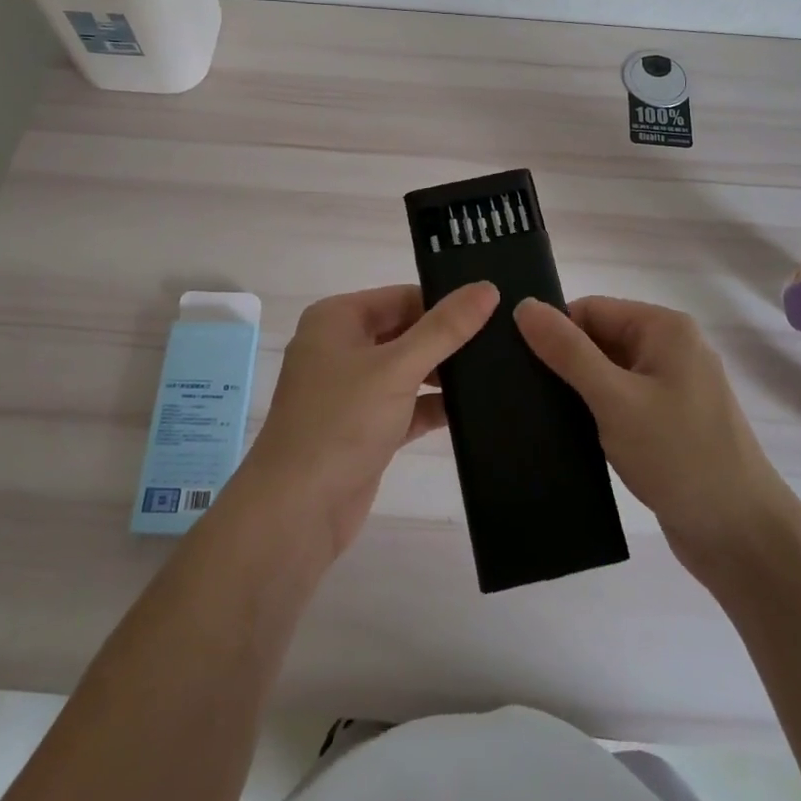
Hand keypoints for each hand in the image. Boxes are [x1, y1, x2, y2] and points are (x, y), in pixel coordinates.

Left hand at [240, 282, 498, 563]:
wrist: (295, 512)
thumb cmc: (341, 423)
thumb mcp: (397, 368)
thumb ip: (445, 329)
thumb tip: (487, 288)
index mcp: (337, 319)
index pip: (402, 297)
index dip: (445, 302)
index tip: (495, 310)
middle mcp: (341, 347)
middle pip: (406, 331)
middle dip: (447, 339)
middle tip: (504, 340)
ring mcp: (351, 390)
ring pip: (408, 370)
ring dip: (444, 374)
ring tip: (500, 371)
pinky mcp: (364, 428)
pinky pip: (406, 406)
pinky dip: (433, 406)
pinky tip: (474, 410)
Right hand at [514, 296, 791, 581]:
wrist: (742, 538)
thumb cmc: (679, 457)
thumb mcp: (615, 399)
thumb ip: (568, 352)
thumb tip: (524, 305)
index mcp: (664, 328)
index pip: (590, 309)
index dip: (553, 331)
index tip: (515, 361)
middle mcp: (670, 349)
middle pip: (598, 338)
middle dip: (563, 362)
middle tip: (518, 391)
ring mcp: (671, 388)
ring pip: (606, 373)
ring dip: (576, 391)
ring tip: (532, 412)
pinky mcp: (667, 423)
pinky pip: (620, 402)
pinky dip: (594, 413)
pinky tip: (564, 433)